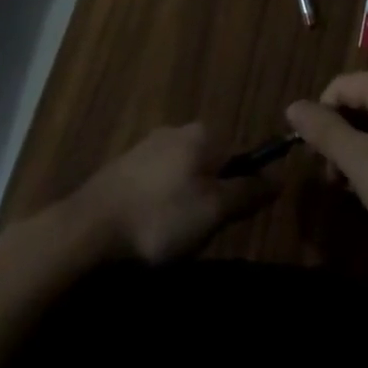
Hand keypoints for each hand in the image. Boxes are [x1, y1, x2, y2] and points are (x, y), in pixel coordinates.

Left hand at [70, 122, 275, 264]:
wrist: (88, 230)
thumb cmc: (161, 218)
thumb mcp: (215, 211)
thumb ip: (249, 192)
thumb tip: (279, 177)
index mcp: (202, 134)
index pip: (240, 154)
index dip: (243, 187)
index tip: (231, 219)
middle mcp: (176, 130)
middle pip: (211, 163)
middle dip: (212, 195)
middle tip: (203, 232)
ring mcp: (145, 147)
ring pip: (183, 174)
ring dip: (184, 202)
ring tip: (173, 237)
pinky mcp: (122, 168)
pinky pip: (156, 184)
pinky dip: (159, 205)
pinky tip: (149, 230)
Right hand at [287, 69, 367, 259]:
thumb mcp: (358, 162)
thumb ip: (322, 131)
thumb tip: (292, 106)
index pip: (338, 88)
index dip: (321, 123)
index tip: (322, 164)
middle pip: (359, 101)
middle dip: (342, 138)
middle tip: (339, 180)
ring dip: (362, 147)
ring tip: (361, 187)